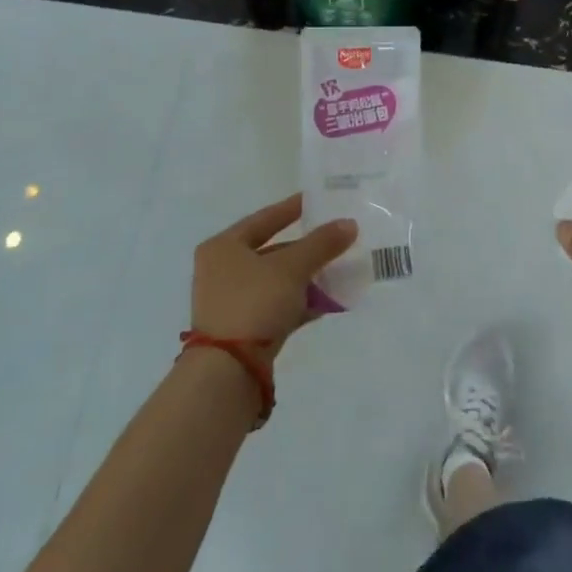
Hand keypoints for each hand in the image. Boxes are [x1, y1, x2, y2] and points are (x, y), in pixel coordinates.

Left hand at [192, 195, 356, 358]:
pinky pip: (277, 306)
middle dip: (306, 249)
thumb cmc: (254, 302)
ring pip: (276, 280)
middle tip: (336, 240)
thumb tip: (350, 223)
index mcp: (223, 247)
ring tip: (338, 271)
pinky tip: (328, 302)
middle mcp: (221, 270)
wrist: (228, 370)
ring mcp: (231, 302)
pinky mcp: (243, 329)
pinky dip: (300, 302)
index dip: (292, 208)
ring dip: (306, 277)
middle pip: (271, 251)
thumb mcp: (291, 268)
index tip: (317, 201)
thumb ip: (321, 244)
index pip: (264, 219)